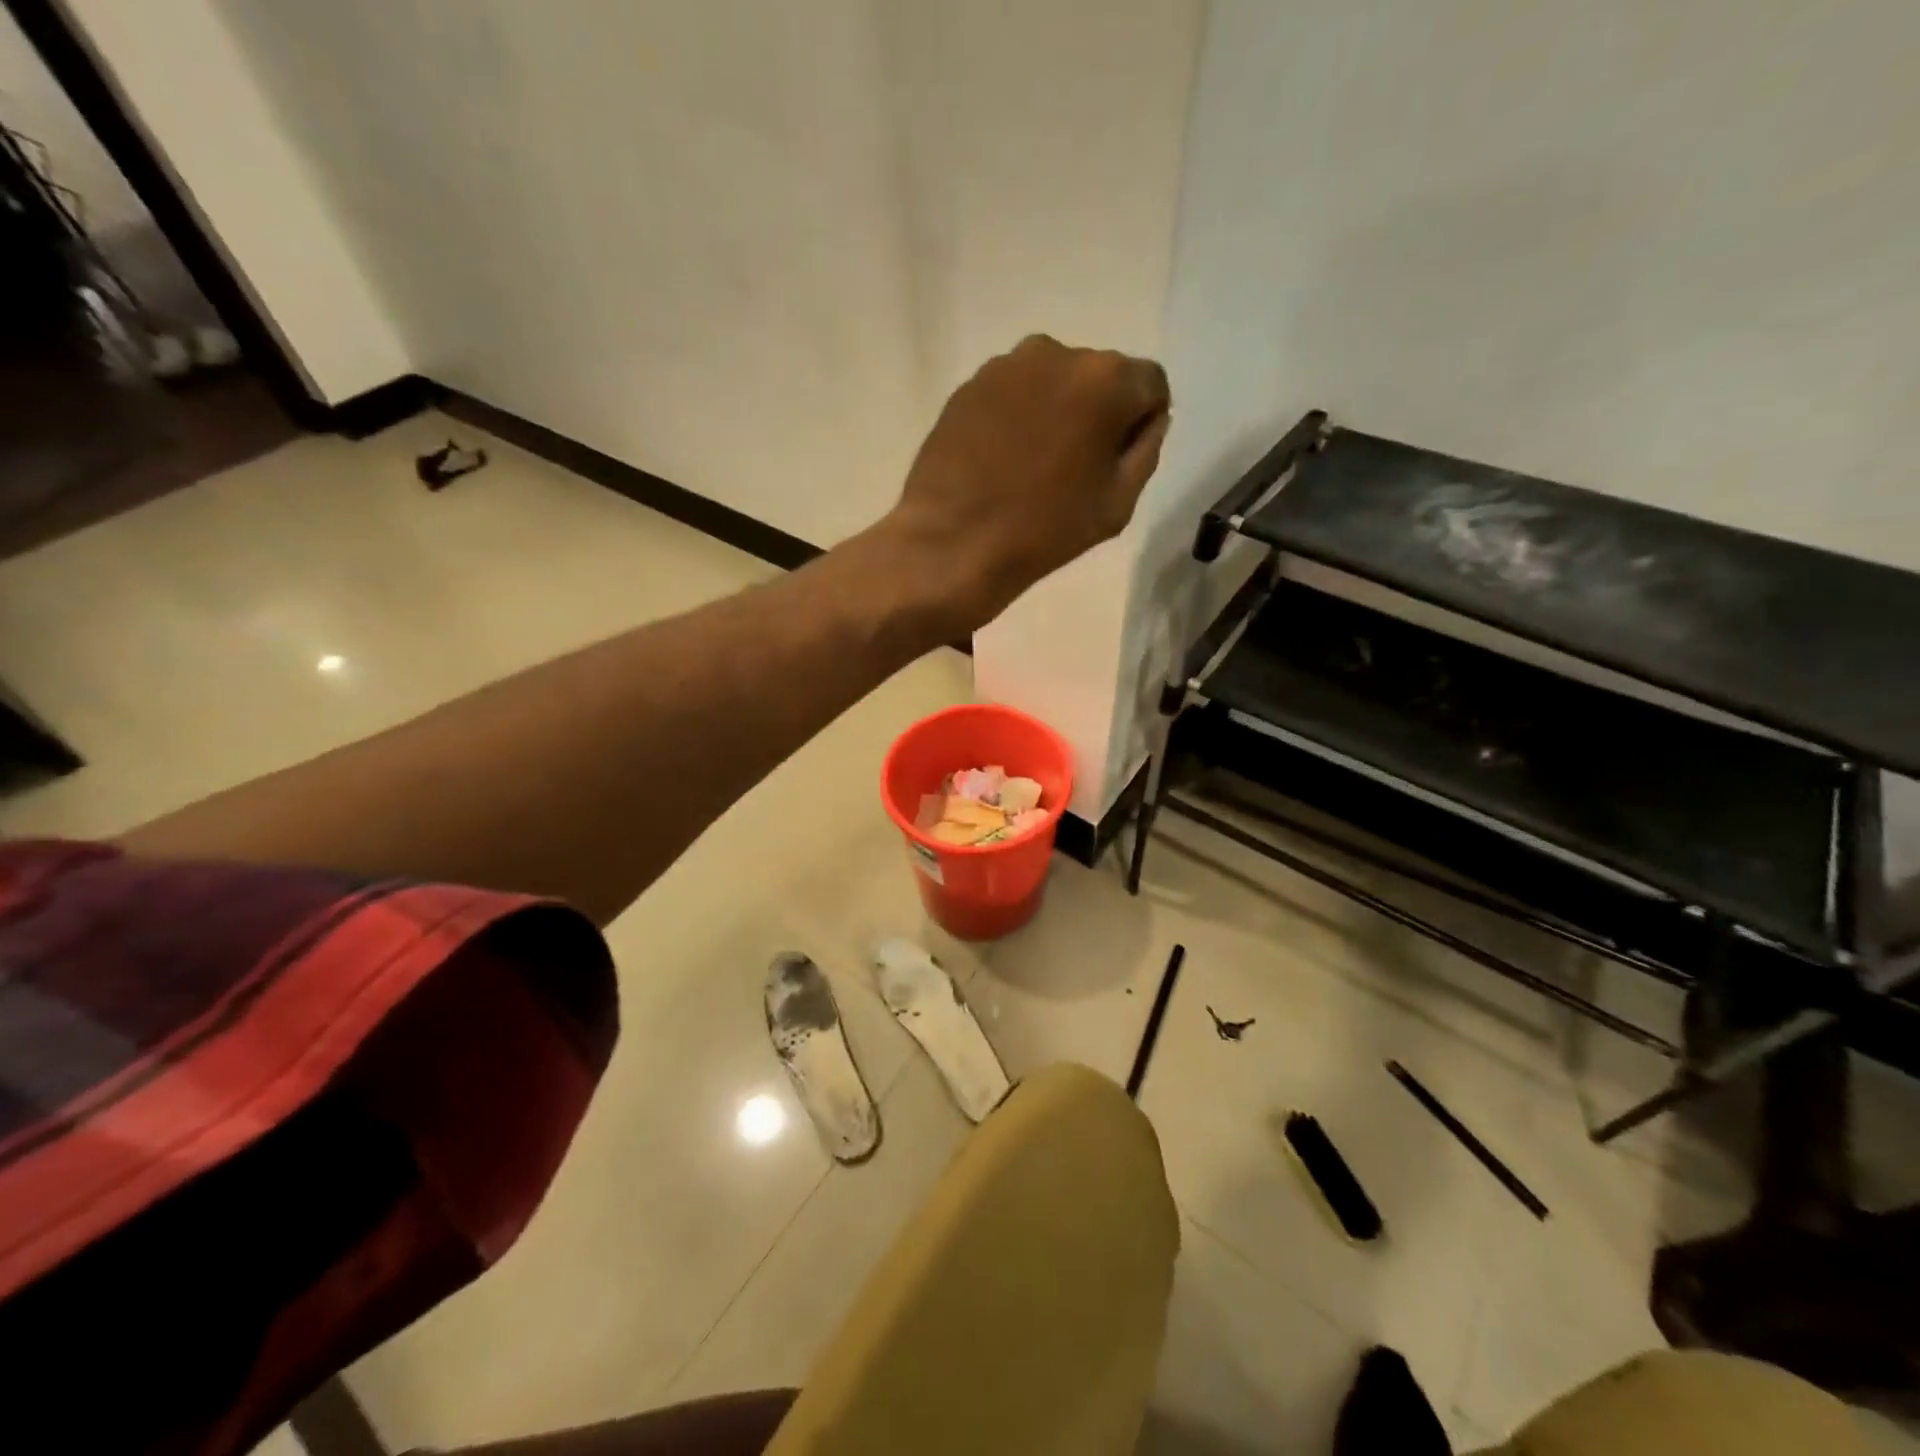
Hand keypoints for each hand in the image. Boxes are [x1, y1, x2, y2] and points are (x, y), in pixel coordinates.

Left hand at [880, 335, 1170, 633]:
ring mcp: (1005, 366)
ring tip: (1034, 466)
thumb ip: (1145, 449)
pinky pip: (1013, 395)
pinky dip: (1017, 418)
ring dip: (1056, 412)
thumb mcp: (1119, 501)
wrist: (953, 544)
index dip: (1142, 423)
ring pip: (1053, 382)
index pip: (1149, 385)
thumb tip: (1146, 420)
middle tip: (1076, 467)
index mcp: (1105, 378)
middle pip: (1099, 378)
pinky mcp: (968, 386)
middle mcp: (1057, 352)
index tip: (1119, 461)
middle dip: (1098, 413)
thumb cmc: (1045, 530)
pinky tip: (1002, 461)